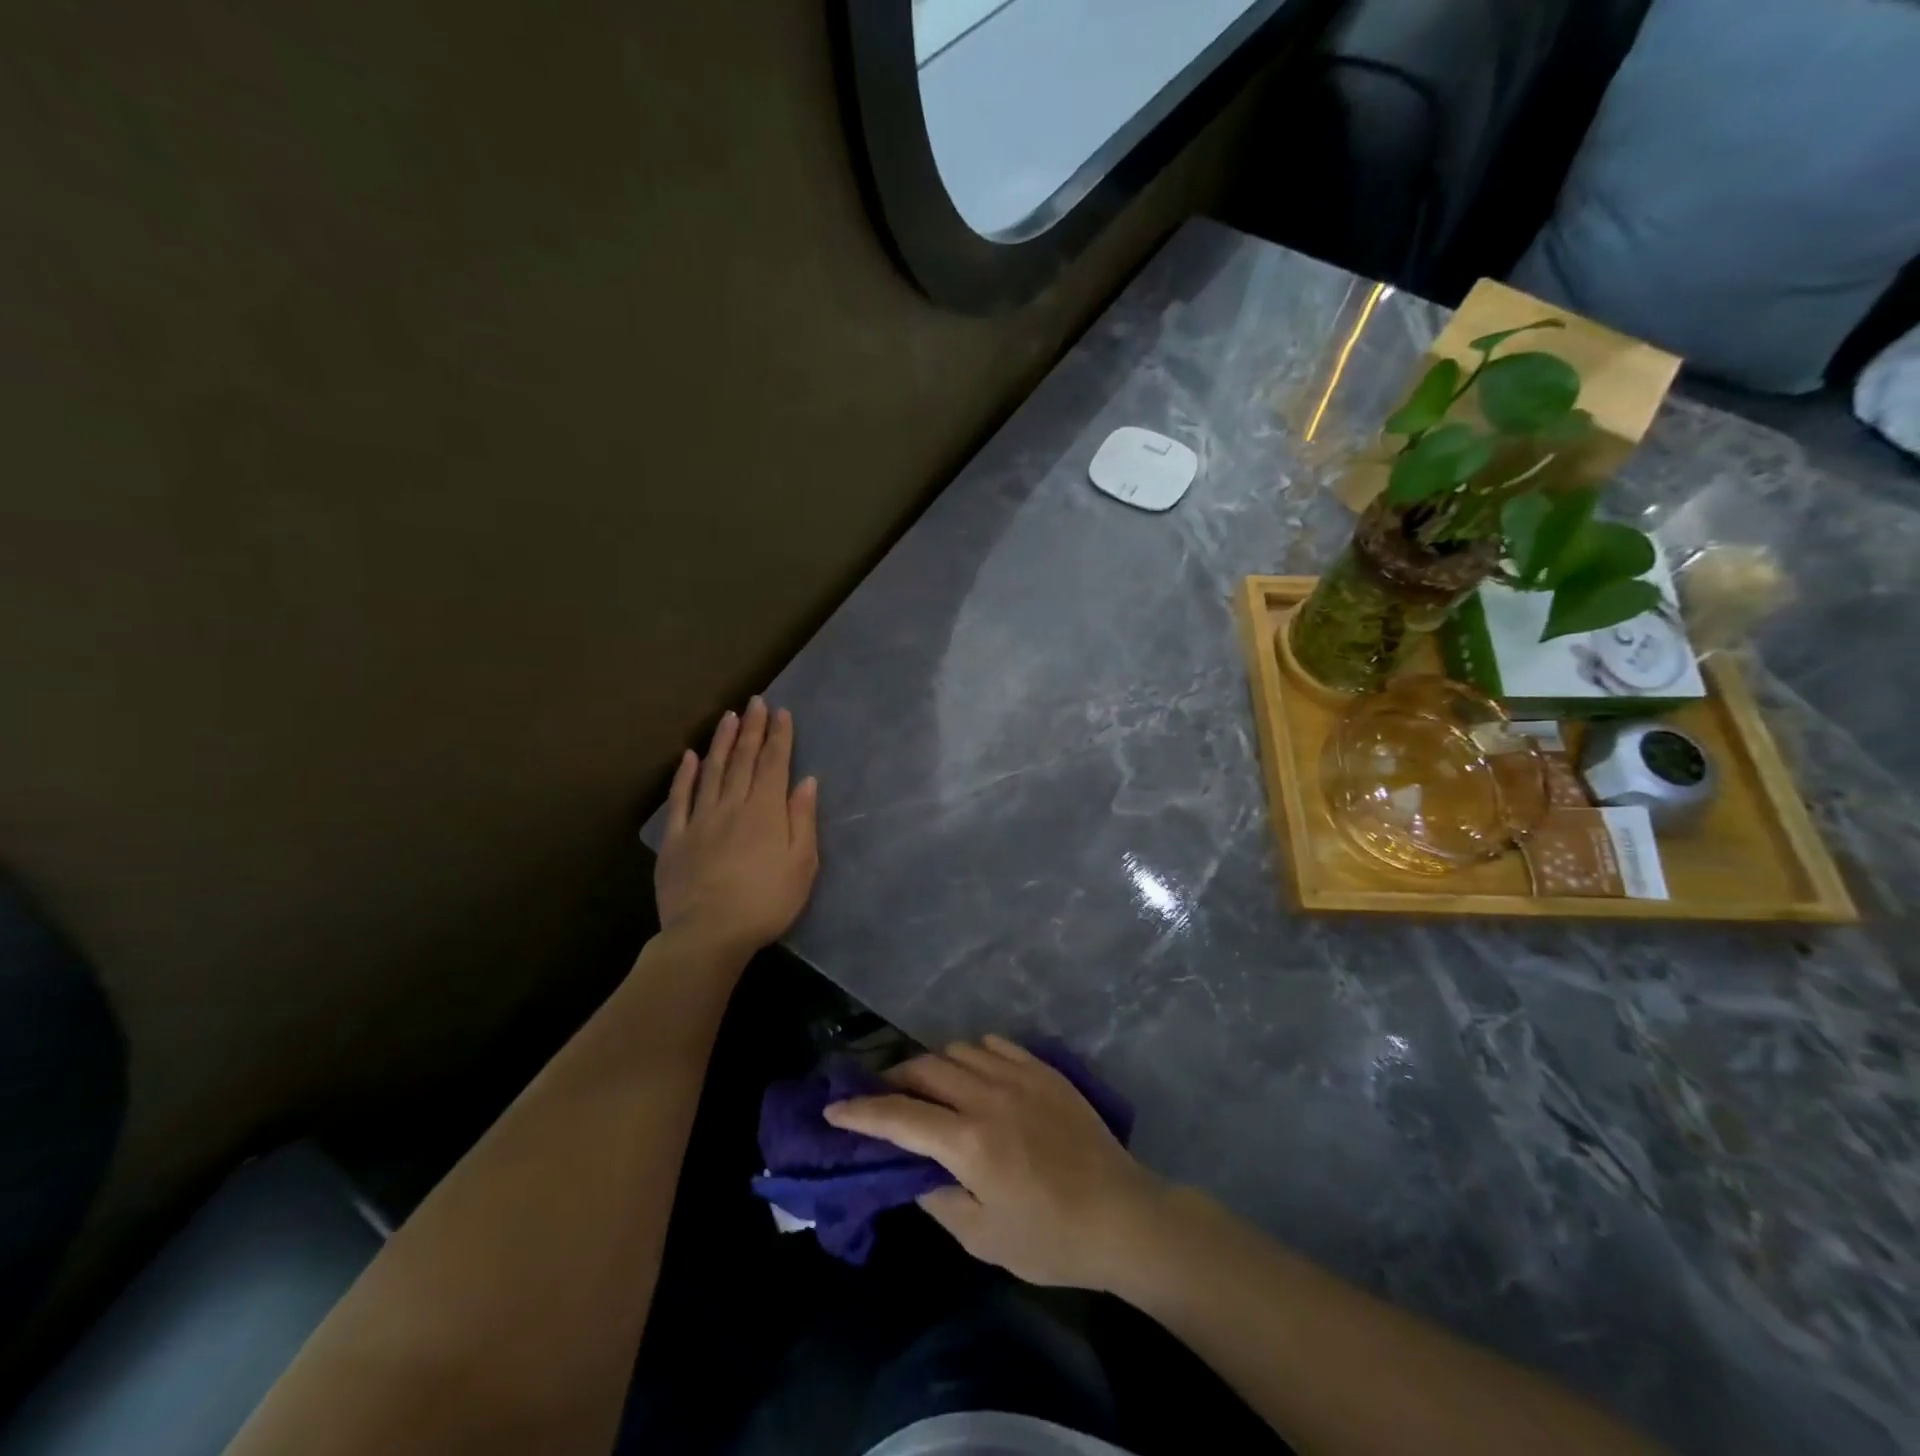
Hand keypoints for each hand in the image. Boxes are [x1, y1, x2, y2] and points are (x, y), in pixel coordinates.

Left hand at [655, 697, 818, 962]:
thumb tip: (806, 782)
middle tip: (755, 702)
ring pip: (711, 771)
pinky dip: (684, 775)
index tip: (781, 712)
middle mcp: (733, 806)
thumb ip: (802, 820)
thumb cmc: (766, 902)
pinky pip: (680, 799)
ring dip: (721, 742)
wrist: (709, 933)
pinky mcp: (675, 838)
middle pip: (743, 760)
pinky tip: (689, 756)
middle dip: (752, 729)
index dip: (779, 737)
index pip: (774, 765)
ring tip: (728, 717)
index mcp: (766, 812)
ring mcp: (700, 820)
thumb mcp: (802, 865)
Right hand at [824, 1036, 1167, 1290]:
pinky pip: (995, 1044)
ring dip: (933, 1065)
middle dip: (894, 1079)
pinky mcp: (1043, 1069)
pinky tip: (974, 1074)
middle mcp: (987, 1096)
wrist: (1120, 1215)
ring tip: (929, 1087)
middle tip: (882, 1097)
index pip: (899, 1117)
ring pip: (958, 1050)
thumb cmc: (1049, 1238)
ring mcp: (1018, 1075)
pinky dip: (973, 1055)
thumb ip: (936, 1197)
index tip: (834, 1109)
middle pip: (924, 1068)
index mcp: (969, 1142)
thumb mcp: (981, 1237)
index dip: (861, 1112)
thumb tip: (912, 1169)